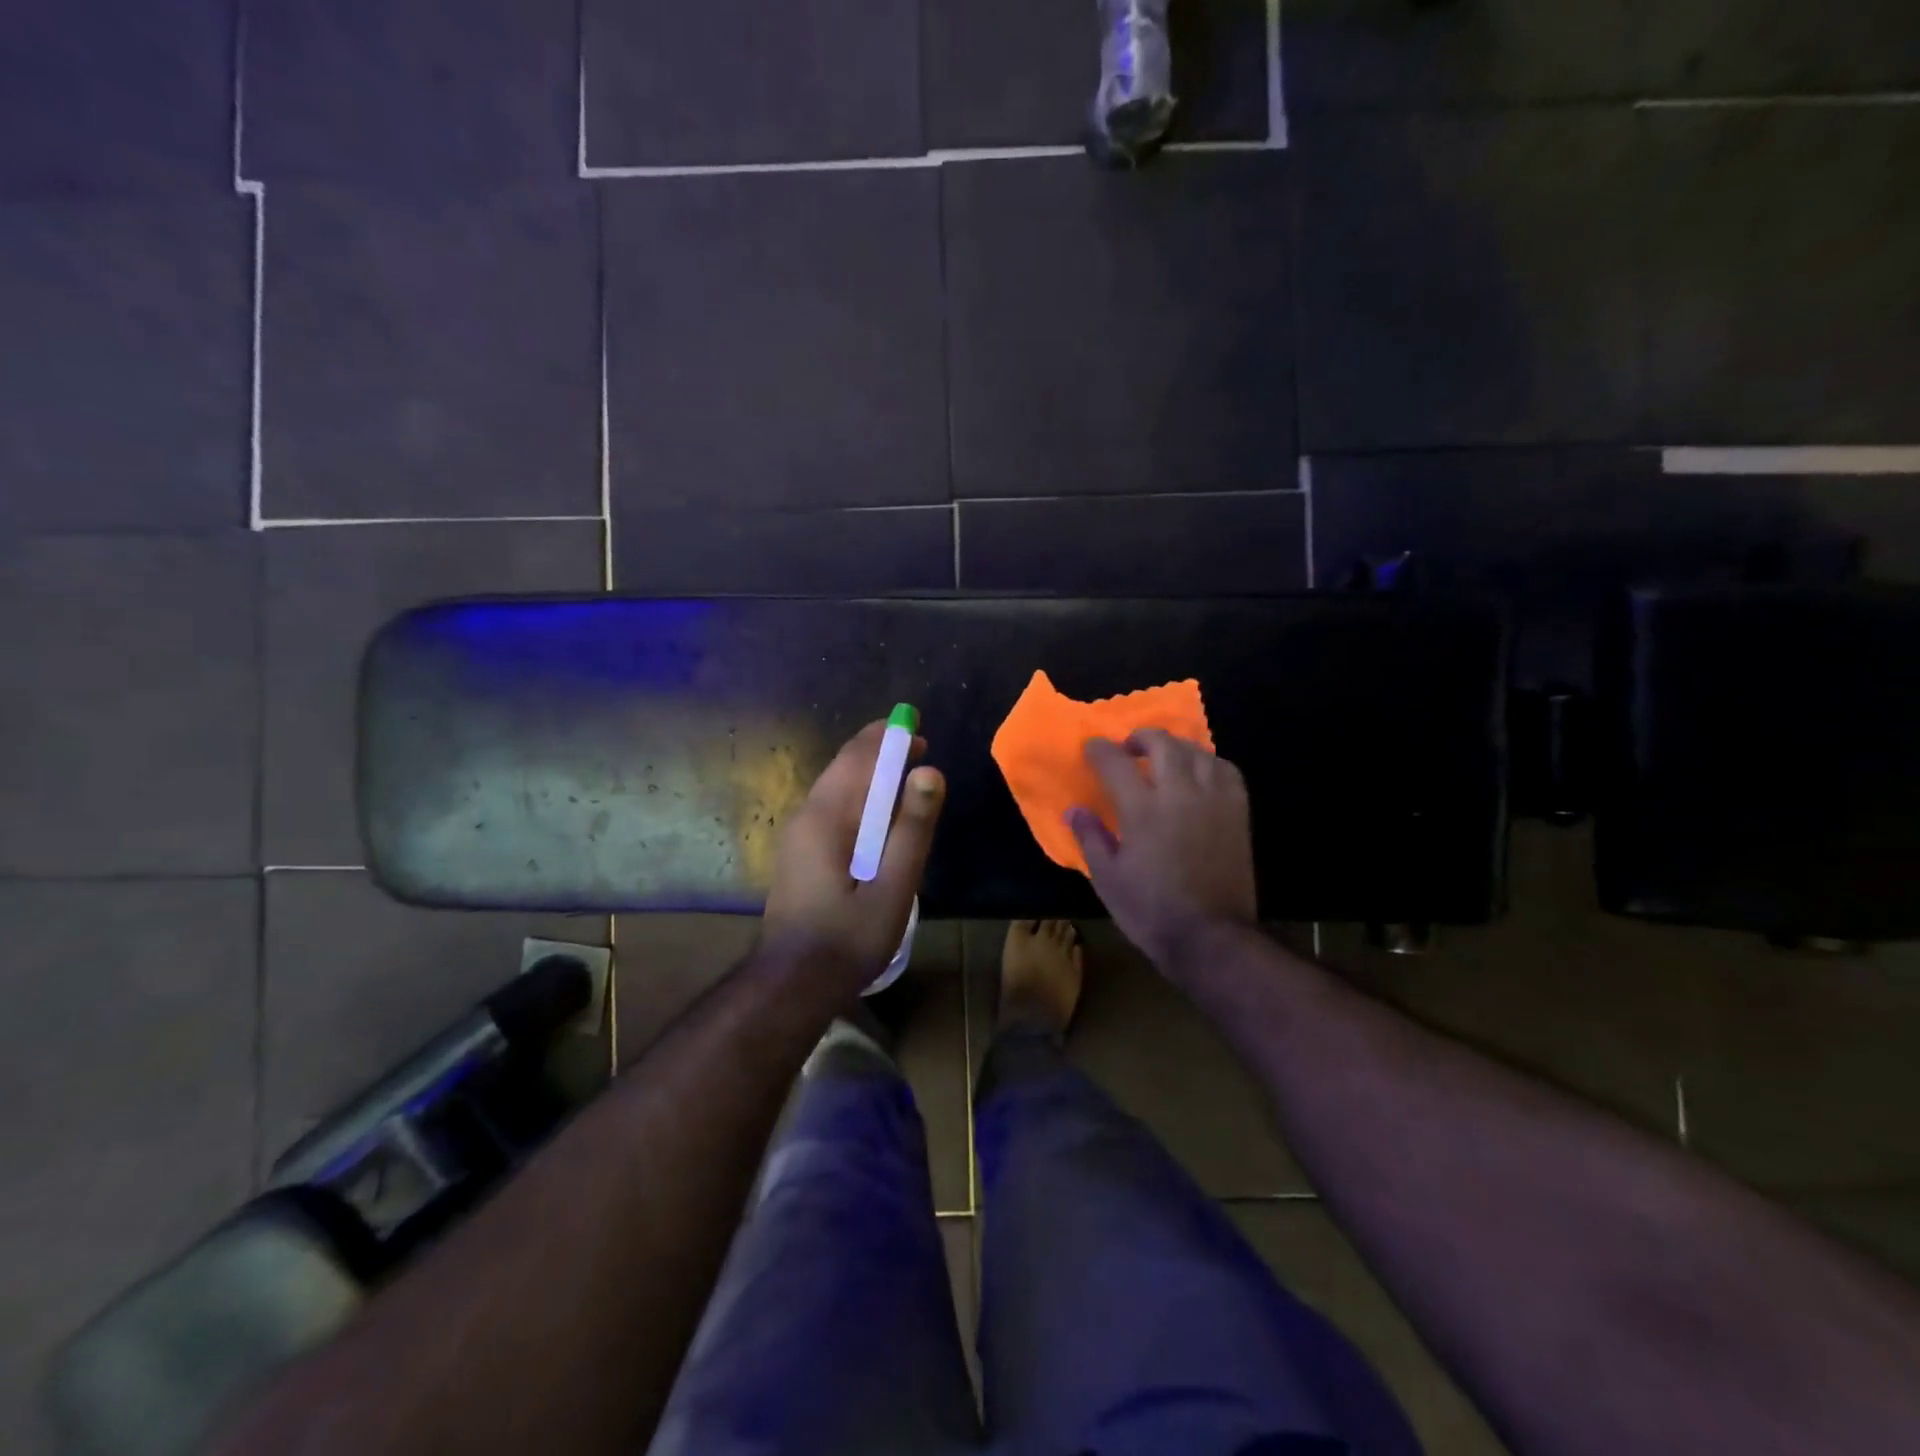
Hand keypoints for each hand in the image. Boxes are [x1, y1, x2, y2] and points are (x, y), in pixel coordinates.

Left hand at [761, 721, 945, 989]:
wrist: (792, 983)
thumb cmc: (848, 938)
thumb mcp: (893, 887)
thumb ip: (912, 829)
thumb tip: (929, 772)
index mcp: (827, 817)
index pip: (858, 758)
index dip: (887, 737)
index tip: (915, 725)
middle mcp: (807, 816)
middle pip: (844, 767)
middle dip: (879, 751)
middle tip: (916, 747)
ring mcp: (798, 835)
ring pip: (836, 787)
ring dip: (869, 773)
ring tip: (903, 774)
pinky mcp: (798, 853)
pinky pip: (831, 807)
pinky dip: (858, 796)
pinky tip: (877, 814)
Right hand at [1067, 730, 1256, 969]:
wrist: (1211, 937)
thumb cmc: (1151, 910)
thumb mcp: (1108, 879)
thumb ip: (1090, 838)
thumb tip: (1074, 810)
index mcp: (1142, 809)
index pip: (1116, 762)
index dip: (1099, 750)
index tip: (1091, 748)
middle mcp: (1180, 793)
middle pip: (1162, 744)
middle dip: (1141, 737)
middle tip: (1129, 748)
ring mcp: (1214, 800)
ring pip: (1197, 751)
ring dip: (1175, 747)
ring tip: (1164, 758)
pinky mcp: (1238, 812)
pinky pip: (1226, 770)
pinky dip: (1208, 762)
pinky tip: (1199, 774)